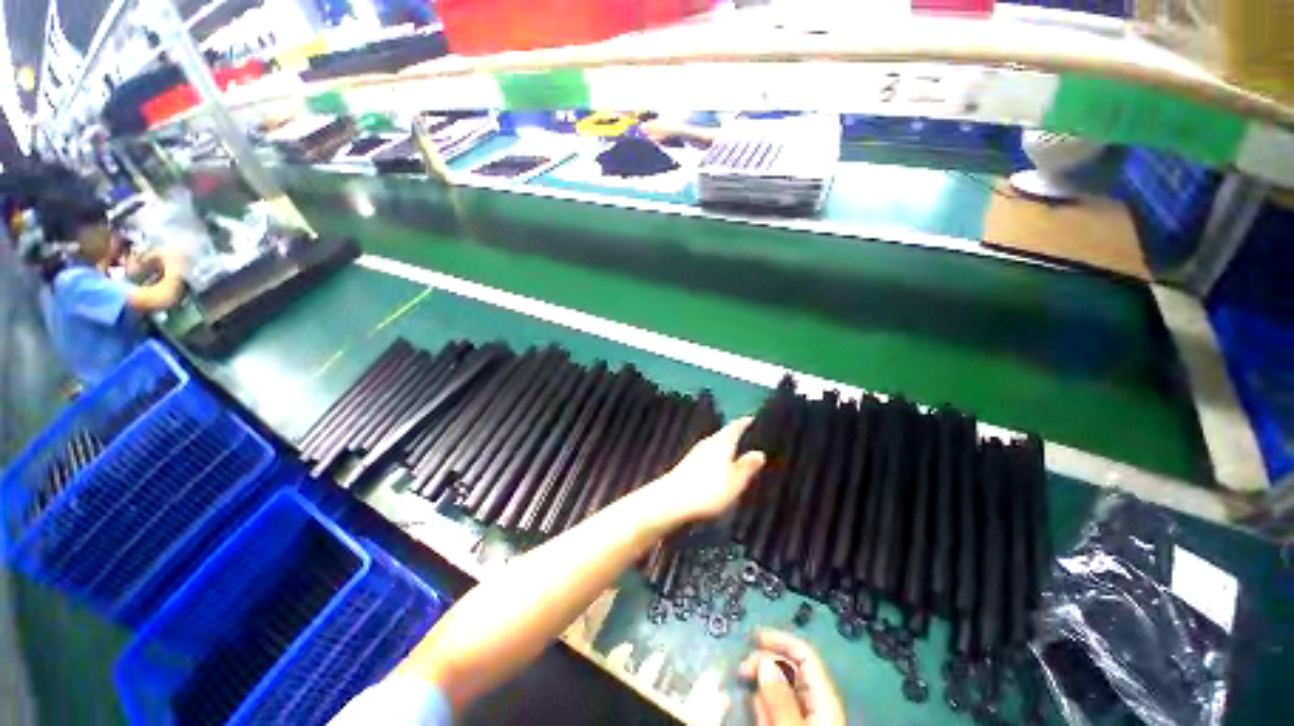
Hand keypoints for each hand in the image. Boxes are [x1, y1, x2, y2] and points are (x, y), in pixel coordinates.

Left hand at [648, 417, 764, 524]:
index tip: (752, 419)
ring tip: (736, 453)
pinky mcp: (687, 465)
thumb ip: (747, 466)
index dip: (744, 422)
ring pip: (715, 445)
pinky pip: (707, 455)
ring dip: (725, 448)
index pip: (735, 427)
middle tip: (748, 437)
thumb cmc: (708, 490)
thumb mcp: (735, 481)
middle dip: (735, 435)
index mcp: (722, 442)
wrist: (671, 501)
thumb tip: (759, 452)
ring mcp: (695, 453)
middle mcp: (708, 443)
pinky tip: (718, 468)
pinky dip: (716, 458)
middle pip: (723, 435)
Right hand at [739, 630, 846, 725]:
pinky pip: (778, 706)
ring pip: (781, 686)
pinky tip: (754, 706)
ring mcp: (806, 714)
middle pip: (789, 666)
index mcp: (824, 695)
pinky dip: (764, 702)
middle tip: (741, 669)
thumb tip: (763, 660)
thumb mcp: (792, 725)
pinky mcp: (795, 723)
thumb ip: (780, 696)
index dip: (779, 639)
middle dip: (764, 660)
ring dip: (761, 682)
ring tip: (746, 688)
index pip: (804, 653)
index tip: (753, 635)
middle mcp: (816, 701)